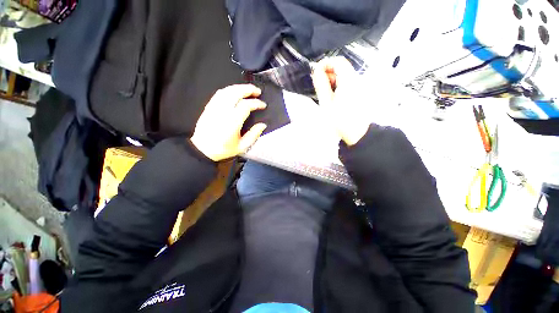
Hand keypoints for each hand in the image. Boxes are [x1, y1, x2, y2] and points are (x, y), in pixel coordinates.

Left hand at [190, 85, 267, 161]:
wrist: (202, 149)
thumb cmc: (223, 149)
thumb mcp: (242, 146)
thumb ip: (254, 135)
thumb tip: (262, 125)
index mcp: (232, 122)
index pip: (246, 106)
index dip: (256, 103)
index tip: (263, 105)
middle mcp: (223, 112)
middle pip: (236, 93)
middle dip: (249, 89)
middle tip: (257, 91)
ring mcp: (214, 108)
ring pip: (227, 91)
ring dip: (239, 87)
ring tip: (248, 89)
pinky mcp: (209, 107)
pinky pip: (219, 93)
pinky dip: (229, 90)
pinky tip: (235, 92)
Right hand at [312, 57, 370, 145]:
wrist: (357, 133)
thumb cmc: (340, 120)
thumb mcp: (326, 103)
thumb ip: (321, 85)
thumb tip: (316, 71)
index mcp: (349, 81)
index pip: (338, 61)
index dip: (325, 63)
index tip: (316, 73)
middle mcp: (357, 79)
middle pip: (342, 67)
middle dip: (328, 72)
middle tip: (319, 85)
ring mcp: (360, 86)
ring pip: (344, 75)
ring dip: (333, 80)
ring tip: (325, 93)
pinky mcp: (360, 92)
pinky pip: (348, 82)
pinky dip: (339, 85)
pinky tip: (334, 97)